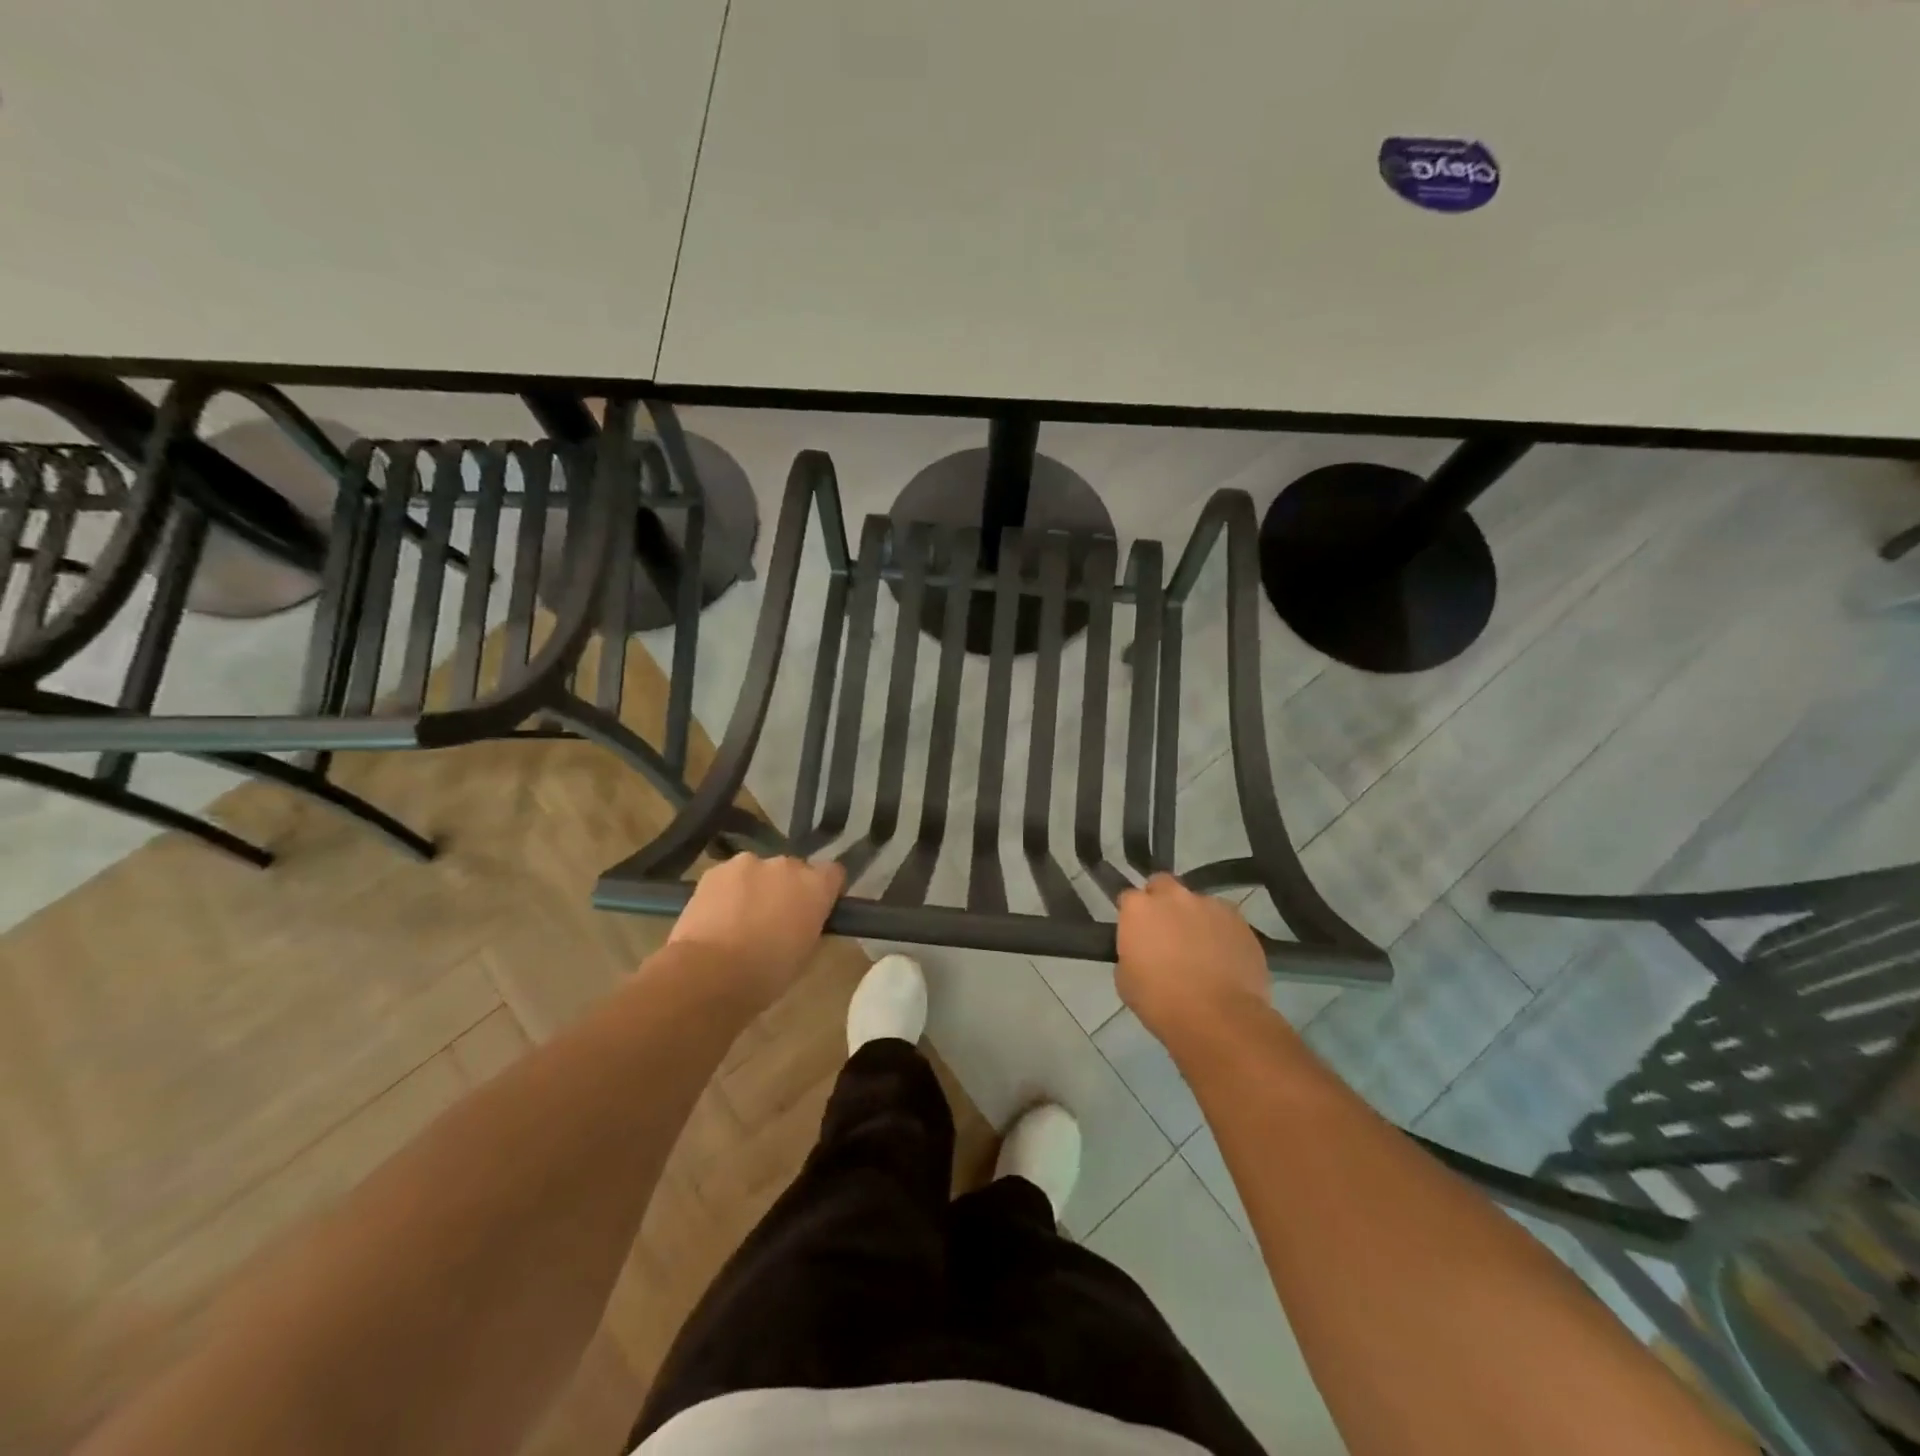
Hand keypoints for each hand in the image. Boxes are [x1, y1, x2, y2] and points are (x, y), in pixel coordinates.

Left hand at [667, 854, 845, 1006]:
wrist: (709, 973)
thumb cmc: (766, 974)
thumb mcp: (804, 955)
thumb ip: (809, 926)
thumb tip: (803, 920)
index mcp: (815, 886)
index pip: (833, 873)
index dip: (825, 890)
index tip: (815, 909)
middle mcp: (786, 865)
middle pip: (794, 869)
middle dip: (787, 888)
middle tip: (774, 918)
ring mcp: (748, 863)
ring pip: (758, 871)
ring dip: (756, 887)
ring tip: (739, 919)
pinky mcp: (714, 870)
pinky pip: (729, 877)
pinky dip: (727, 892)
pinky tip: (716, 917)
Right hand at [1116, 875, 1271, 1047]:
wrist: (1217, 1019)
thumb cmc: (1160, 1002)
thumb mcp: (1125, 979)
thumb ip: (1131, 952)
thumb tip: (1143, 949)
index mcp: (1139, 908)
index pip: (1129, 898)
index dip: (1132, 916)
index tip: (1136, 934)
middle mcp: (1173, 896)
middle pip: (1163, 885)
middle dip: (1162, 901)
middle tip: (1166, 931)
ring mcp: (1209, 905)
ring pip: (1197, 903)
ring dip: (1194, 918)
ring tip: (1201, 949)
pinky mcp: (1240, 920)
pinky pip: (1224, 919)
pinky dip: (1221, 932)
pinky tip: (1223, 957)